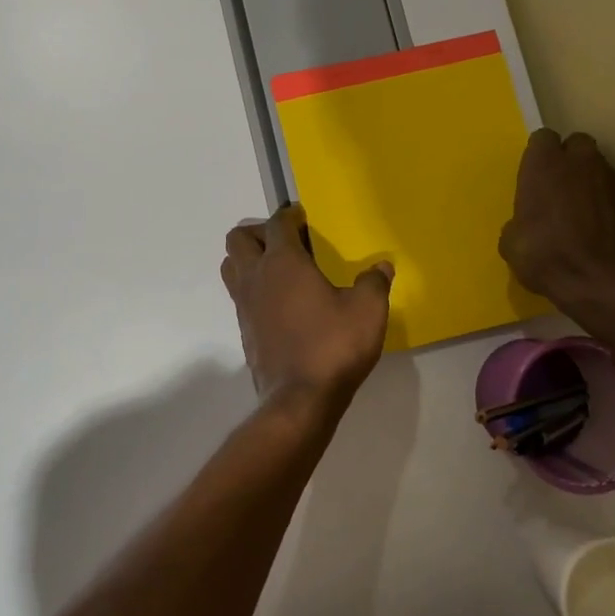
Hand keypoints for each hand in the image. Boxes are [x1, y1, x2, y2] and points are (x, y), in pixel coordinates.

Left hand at [221, 203, 392, 411]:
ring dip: (248, 259)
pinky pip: (239, 295)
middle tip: (287, 242)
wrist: (300, 400)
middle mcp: (256, 277)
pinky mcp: (244, 330)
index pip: (277, 223)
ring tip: (278, 269)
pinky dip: (253, 288)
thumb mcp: (367, 310)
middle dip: (259, 232)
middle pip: (239, 238)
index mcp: (283, 262)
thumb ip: (374, 282)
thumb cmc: (334, 345)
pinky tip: (280, 303)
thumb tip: (382, 266)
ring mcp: (244, 305)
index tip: (304, 216)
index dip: (290, 215)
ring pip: (231, 266)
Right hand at [499, 129, 614, 312]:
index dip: (538, 156)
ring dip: (589, 180)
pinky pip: (613, 192)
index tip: (533, 177)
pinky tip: (597, 228)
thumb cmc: (546, 255)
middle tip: (557, 187)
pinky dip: (605, 203)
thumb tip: (524, 225)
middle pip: (576, 144)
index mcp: (545, 163)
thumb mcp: (512, 243)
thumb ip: (519, 221)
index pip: (542, 139)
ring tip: (579, 211)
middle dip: (569, 160)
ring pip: (599, 167)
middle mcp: (581, 161)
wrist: (603, 282)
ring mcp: (612, 179)